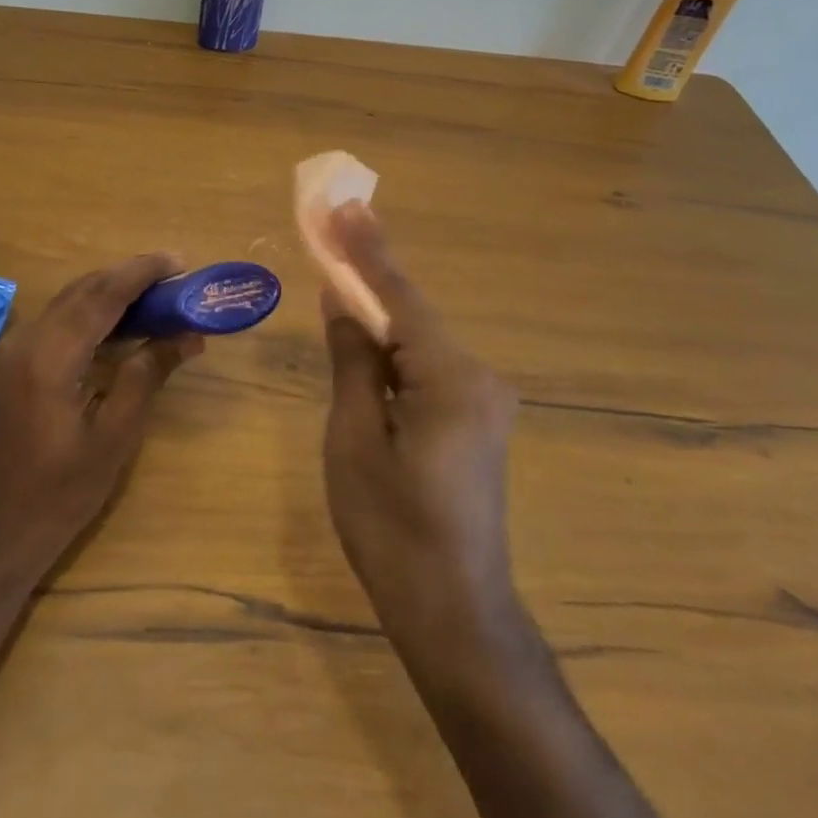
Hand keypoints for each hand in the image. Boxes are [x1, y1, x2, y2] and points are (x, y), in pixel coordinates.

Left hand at [0, 254, 202, 574]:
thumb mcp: (114, 436)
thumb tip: (188, 336)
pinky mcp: (18, 363)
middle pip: (85, 289)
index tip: (181, 261)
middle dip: (130, 275)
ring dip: (113, 291)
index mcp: (50, 356)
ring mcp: (18, 350)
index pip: (103, 295)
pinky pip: (62, 320)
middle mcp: (29, 340)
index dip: (143, 273)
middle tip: (176, 276)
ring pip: (71, 301)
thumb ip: (147, 375)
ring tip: (159, 294)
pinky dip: (95, 312)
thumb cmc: (59, 492)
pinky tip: (124, 323)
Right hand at [320, 204, 517, 639]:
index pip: (401, 298)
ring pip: (420, 342)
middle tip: (331, 229)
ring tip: (338, 274)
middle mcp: (480, 378)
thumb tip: (342, 300)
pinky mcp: (479, 421)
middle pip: (413, 315)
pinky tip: (367, 337)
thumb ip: (353, 360)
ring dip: (379, 315)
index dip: (368, 249)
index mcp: (452, 379)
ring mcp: (485, 401)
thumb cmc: (392, 529)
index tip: (345, 204)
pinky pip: (429, 368)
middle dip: (369, 276)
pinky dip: (395, 351)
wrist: (455, 614)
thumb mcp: (354, 440)